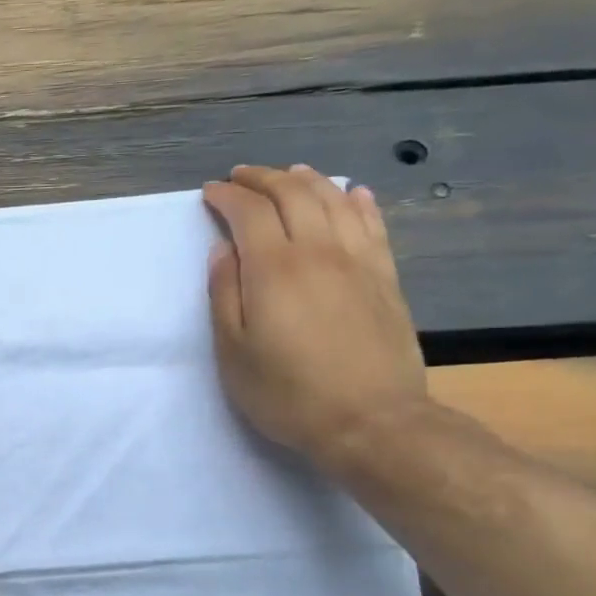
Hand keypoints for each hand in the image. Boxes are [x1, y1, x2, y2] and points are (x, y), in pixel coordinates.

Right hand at [203, 165, 426, 470]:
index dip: (227, 196)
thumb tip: (222, 251)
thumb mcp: (234, 353)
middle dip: (262, 178)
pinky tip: (351, 192)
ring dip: (306, 179)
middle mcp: (318, 251)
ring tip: (288, 174)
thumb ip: (224, 296)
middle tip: (241, 178)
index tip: (210, 193)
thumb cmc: (288, 394)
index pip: (248, 212)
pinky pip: (372, 223)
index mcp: (274, 269)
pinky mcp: (385, 276)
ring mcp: (358, 260)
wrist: (370, 421)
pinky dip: (357, 200)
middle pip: (292, 193)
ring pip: (333, 199)